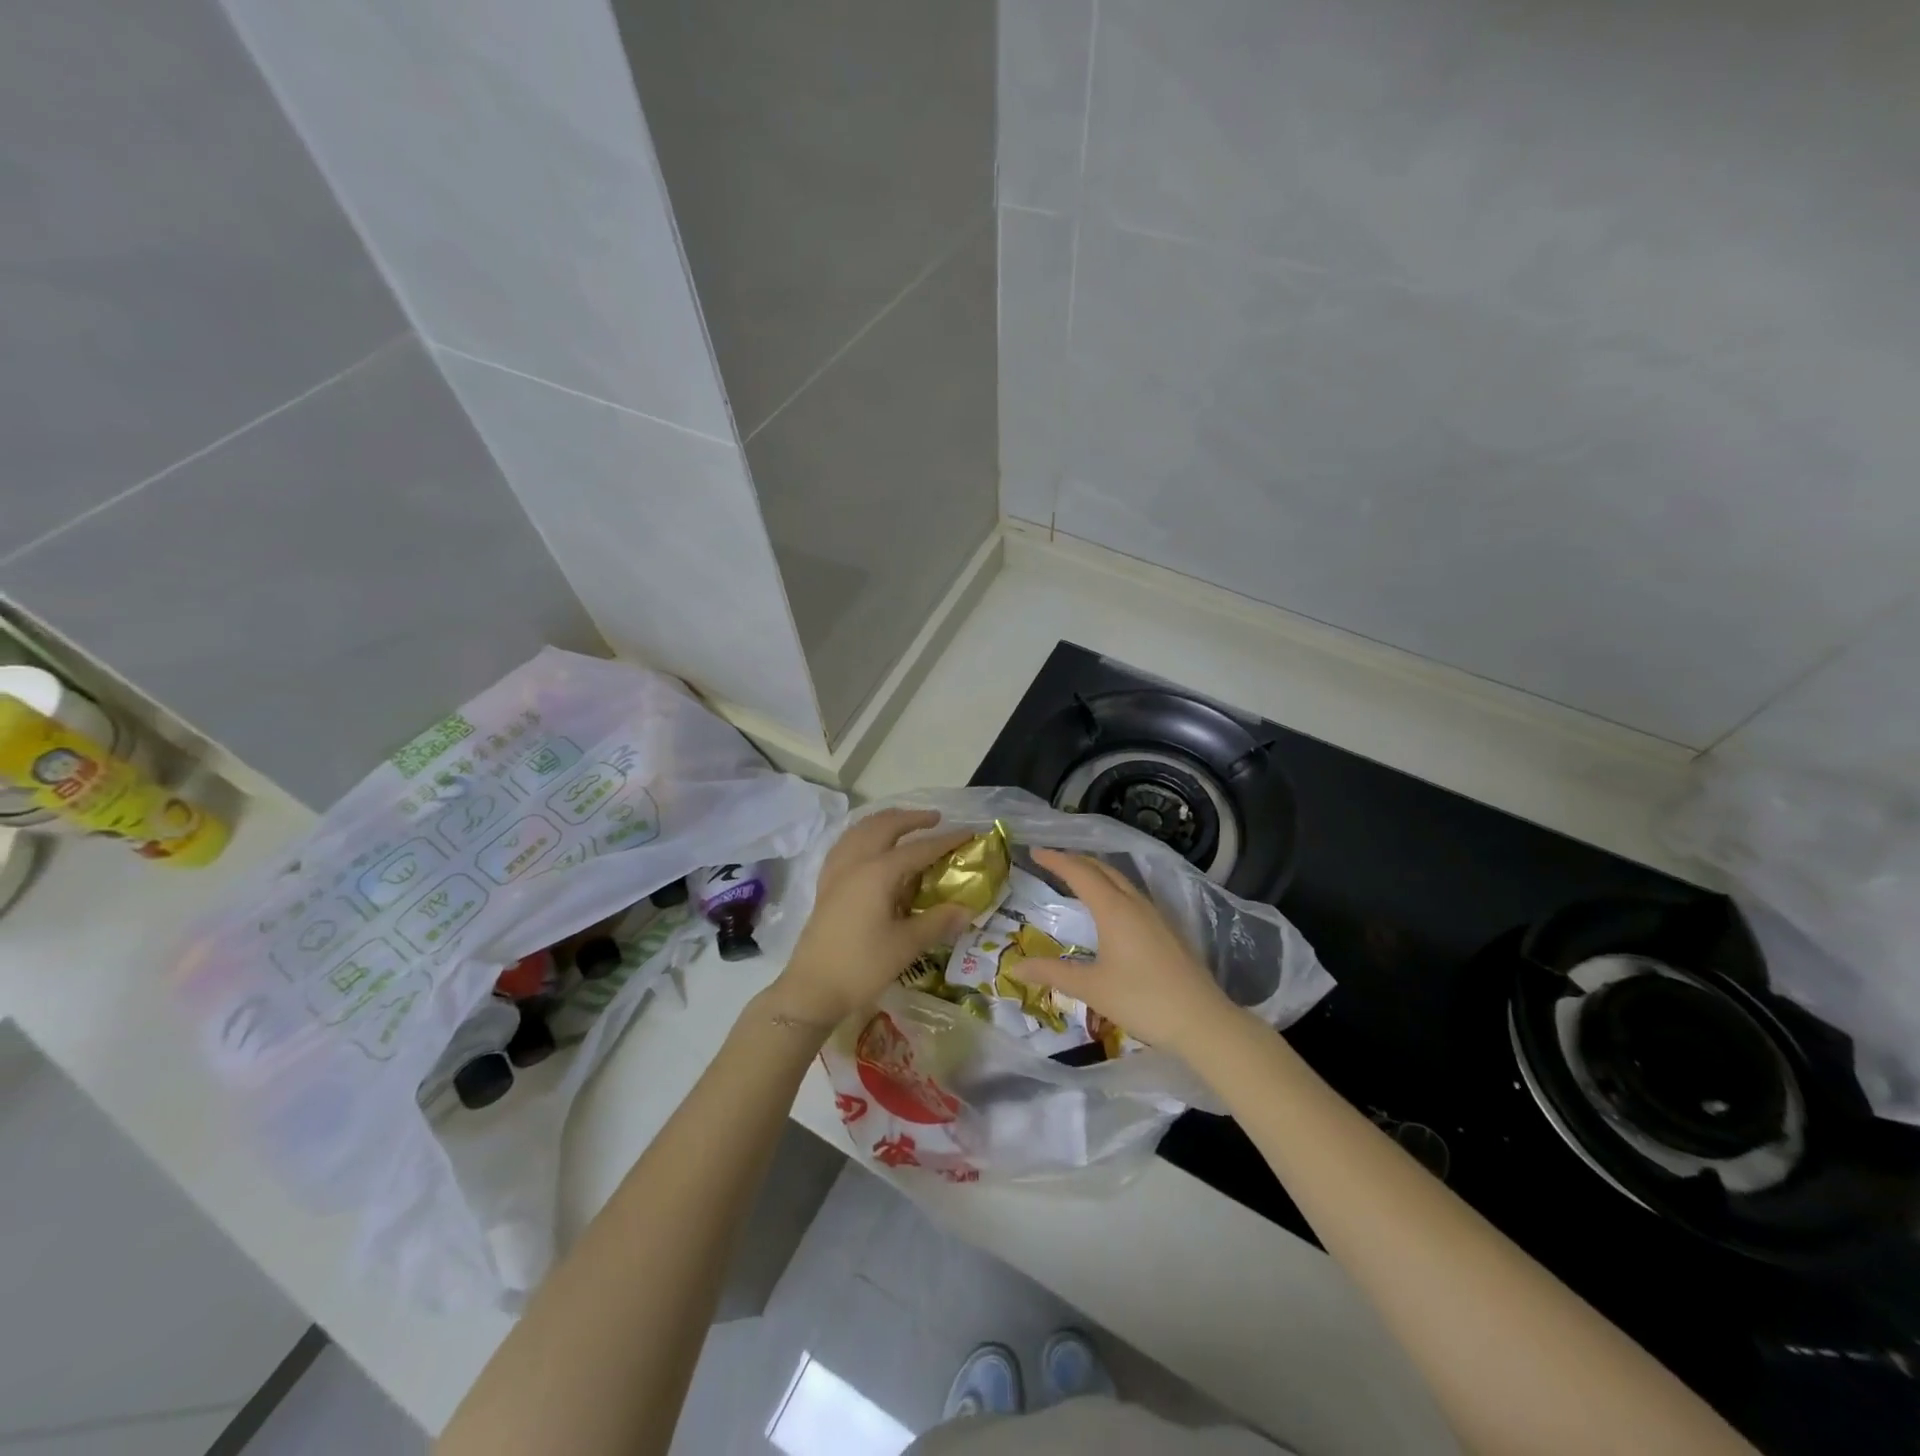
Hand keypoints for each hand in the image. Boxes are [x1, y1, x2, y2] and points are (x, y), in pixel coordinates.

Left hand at [760, 809, 973, 1031]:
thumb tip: (967, 908)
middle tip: (936, 819)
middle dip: (911, 818)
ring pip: (860, 830)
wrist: (812, 989)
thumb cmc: (862, 966)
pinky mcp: (825, 884)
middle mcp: (856, 862)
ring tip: (903, 823)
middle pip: (884, 826)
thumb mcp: (906, 945)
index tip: (969, 832)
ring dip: (884, 821)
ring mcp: (836, 872)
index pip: (919, 849)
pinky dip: (862, 834)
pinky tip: (868, 845)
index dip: (946, 840)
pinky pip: (845, 844)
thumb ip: (938, 921)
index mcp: (878, 873)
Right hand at [1022, 849, 1238, 1055]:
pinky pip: (1132, 895)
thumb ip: (1052, 973)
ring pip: (1120, 880)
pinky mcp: (1166, 930)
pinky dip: (1111, 888)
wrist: (1202, 1020)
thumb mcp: (1091, 988)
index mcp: (1113, 909)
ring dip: (1096, 872)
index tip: (1034, 852)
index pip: (1079, 873)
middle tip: (1051, 860)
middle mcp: (1134, 904)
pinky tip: (1109, 907)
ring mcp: (1155, 915)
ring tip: (1076, 877)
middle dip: (1076, 860)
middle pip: (1102, 869)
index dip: (1056, 860)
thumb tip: (1014, 966)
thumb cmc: (1142, 1000)